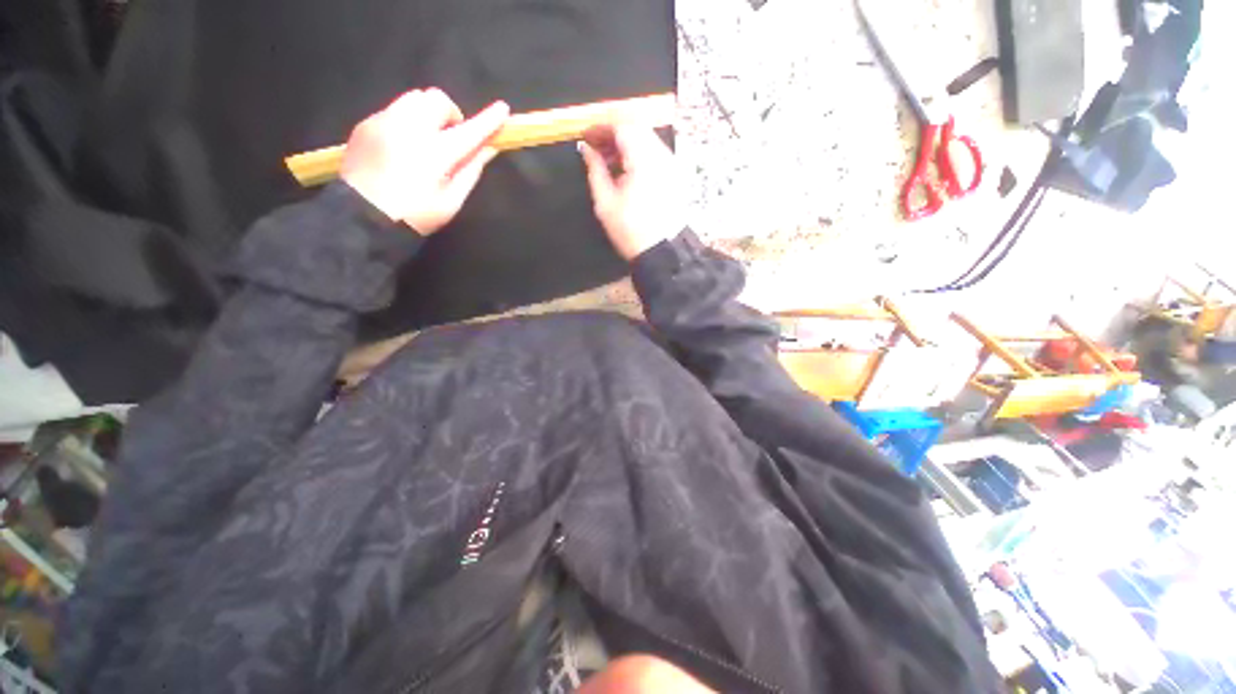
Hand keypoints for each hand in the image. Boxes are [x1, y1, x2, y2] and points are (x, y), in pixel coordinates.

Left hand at [341, 88, 509, 234]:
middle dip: (450, 114)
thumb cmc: (414, 216)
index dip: (488, 120)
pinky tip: (404, 147)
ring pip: (413, 99)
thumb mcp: (450, 202)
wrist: (360, 217)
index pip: (468, 131)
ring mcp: (383, 122)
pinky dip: (407, 121)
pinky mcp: (366, 124)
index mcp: (434, 153)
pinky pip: (394, 109)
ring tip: (426, 141)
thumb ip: (470, 171)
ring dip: (428, 114)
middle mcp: (408, 128)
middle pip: (436, 99)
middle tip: (451, 138)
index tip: (502, 109)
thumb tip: (488, 149)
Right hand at [579, 124, 682, 260]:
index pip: (622, 125)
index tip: (585, 137)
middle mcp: (662, 155)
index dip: (601, 127)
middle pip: (636, 127)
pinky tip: (625, 171)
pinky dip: (638, 154)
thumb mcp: (605, 202)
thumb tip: (586, 149)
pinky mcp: (675, 174)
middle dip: (613, 133)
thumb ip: (595, 170)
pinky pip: (654, 152)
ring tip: (607, 162)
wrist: (663, 252)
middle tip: (595, 148)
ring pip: (646, 138)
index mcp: (644, 159)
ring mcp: (671, 164)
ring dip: (625, 144)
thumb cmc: (631, 231)